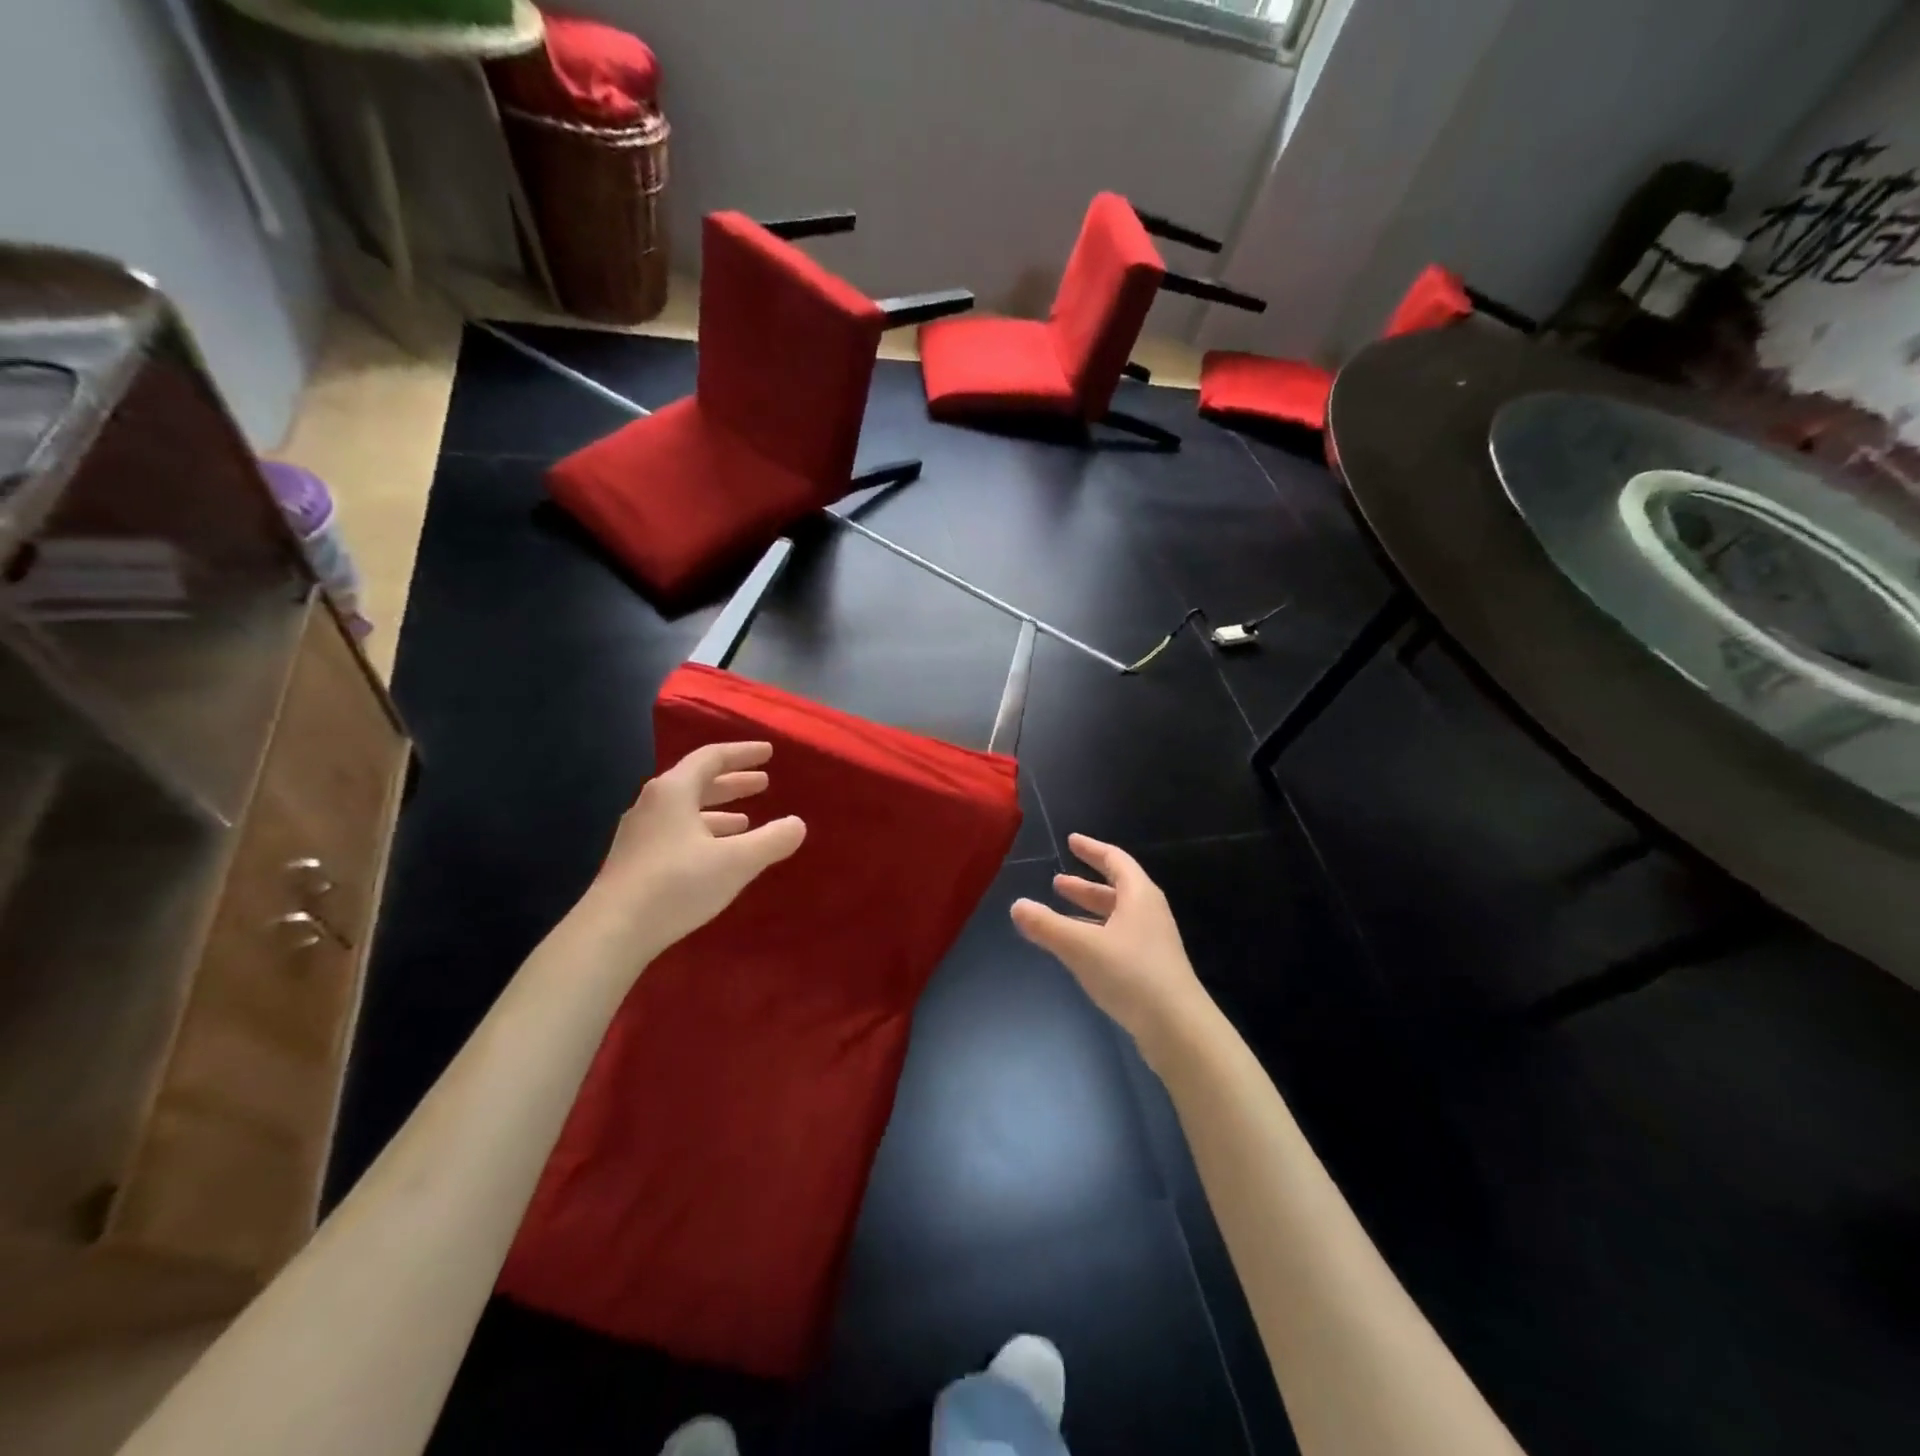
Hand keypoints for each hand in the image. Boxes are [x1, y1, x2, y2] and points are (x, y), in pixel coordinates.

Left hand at [579, 741, 805, 960]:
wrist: (612, 931)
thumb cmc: (677, 884)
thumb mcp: (736, 861)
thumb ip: (772, 840)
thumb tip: (797, 824)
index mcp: (674, 791)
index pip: (711, 758)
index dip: (742, 754)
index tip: (768, 752)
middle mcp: (653, 804)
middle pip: (697, 783)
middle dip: (733, 783)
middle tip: (763, 783)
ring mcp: (640, 833)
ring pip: (686, 811)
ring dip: (718, 811)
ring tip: (746, 820)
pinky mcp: (634, 861)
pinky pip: (676, 832)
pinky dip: (702, 833)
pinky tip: (715, 854)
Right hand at [1010, 833, 1212, 1066]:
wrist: (1178, 1028)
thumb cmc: (1131, 974)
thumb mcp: (1081, 946)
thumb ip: (1046, 925)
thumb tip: (1016, 906)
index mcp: (1139, 895)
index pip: (1115, 860)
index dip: (1092, 849)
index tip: (1072, 841)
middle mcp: (1149, 913)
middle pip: (1115, 889)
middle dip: (1084, 886)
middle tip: (1057, 882)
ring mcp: (1152, 943)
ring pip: (1115, 917)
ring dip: (1088, 912)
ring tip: (1060, 914)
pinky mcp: (1151, 969)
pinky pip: (1118, 940)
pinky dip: (1095, 935)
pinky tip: (1078, 950)